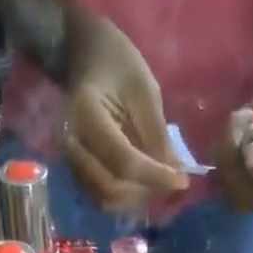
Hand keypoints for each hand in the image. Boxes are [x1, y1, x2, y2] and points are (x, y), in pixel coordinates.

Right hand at [62, 15, 189, 212]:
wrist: (80, 53)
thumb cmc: (116, 61)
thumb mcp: (144, 90)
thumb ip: (158, 135)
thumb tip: (176, 175)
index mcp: (87, 116)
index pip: (124, 162)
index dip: (155, 177)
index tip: (182, 181)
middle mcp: (72, 145)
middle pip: (112, 188)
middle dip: (145, 192)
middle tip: (171, 184)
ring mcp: (69, 161)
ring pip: (105, 198)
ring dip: (135, 200)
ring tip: (158, 184)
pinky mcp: (75, 171)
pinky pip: (100, 196)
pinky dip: (124, 198)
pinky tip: (142, 186)